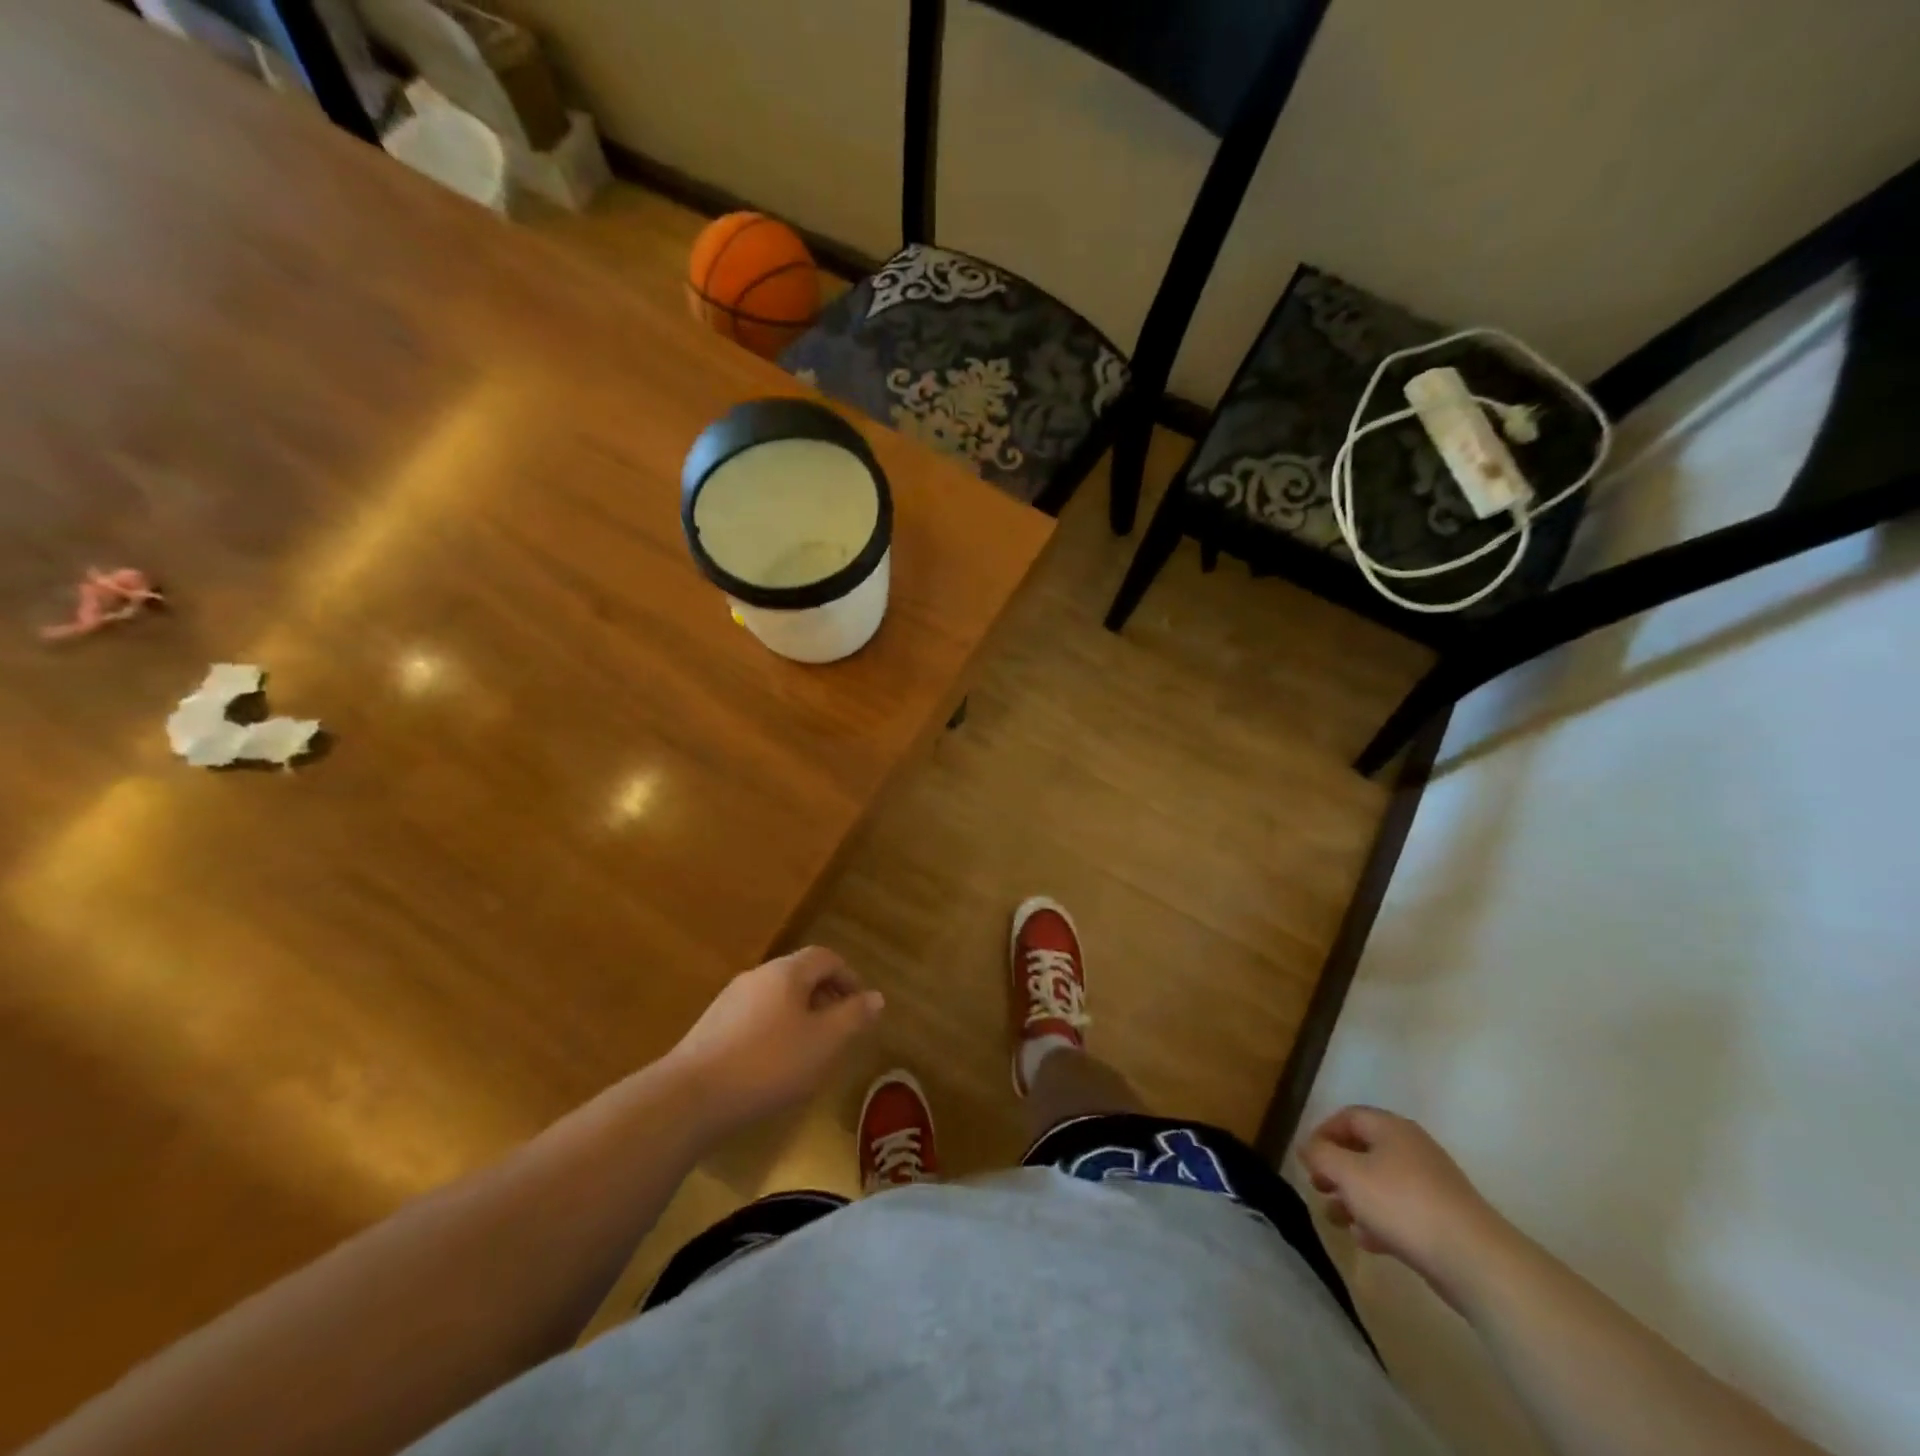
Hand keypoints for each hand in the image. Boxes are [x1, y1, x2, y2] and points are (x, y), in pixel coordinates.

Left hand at [667, 947, 883, 1129]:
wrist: (690, 1097)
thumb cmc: (769, 1064)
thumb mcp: (824, 1042)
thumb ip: (854, 1016)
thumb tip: (876, 997)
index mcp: (787, 972)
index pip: (826, 957)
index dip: (849, 977)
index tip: (861, 1007)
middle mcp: (758, 976)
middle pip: (800, 974)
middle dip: (826, 996)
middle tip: (841, 1029)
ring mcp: (730, 1000)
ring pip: (777, 997)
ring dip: (801, 1014)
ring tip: (811, 1050)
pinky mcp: (712, 1027)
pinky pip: (756, 1016)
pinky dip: (775, 1029)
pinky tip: (774, 1064)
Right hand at [1300, 1106, 1510, 1308]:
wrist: (1475, 1260)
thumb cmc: (1402, 1205)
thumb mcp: (1348, 1174)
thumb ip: (1321, 1156)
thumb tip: (1308, 1147)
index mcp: (1391, 1128)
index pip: (1348, 1117)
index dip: (1322, 1133)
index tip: (1307, 1159)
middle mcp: (1412, 1149)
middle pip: (1364, 1150)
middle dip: (1336, 1169)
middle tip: (1318, 1187)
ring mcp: (1431, 1185)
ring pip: (1380, 1183)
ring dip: (1354, 1198)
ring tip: (1336, 1219)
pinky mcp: (1443, 1219)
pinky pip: (1401, 1210)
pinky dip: (1379, 1220)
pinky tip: (1366, 1240)